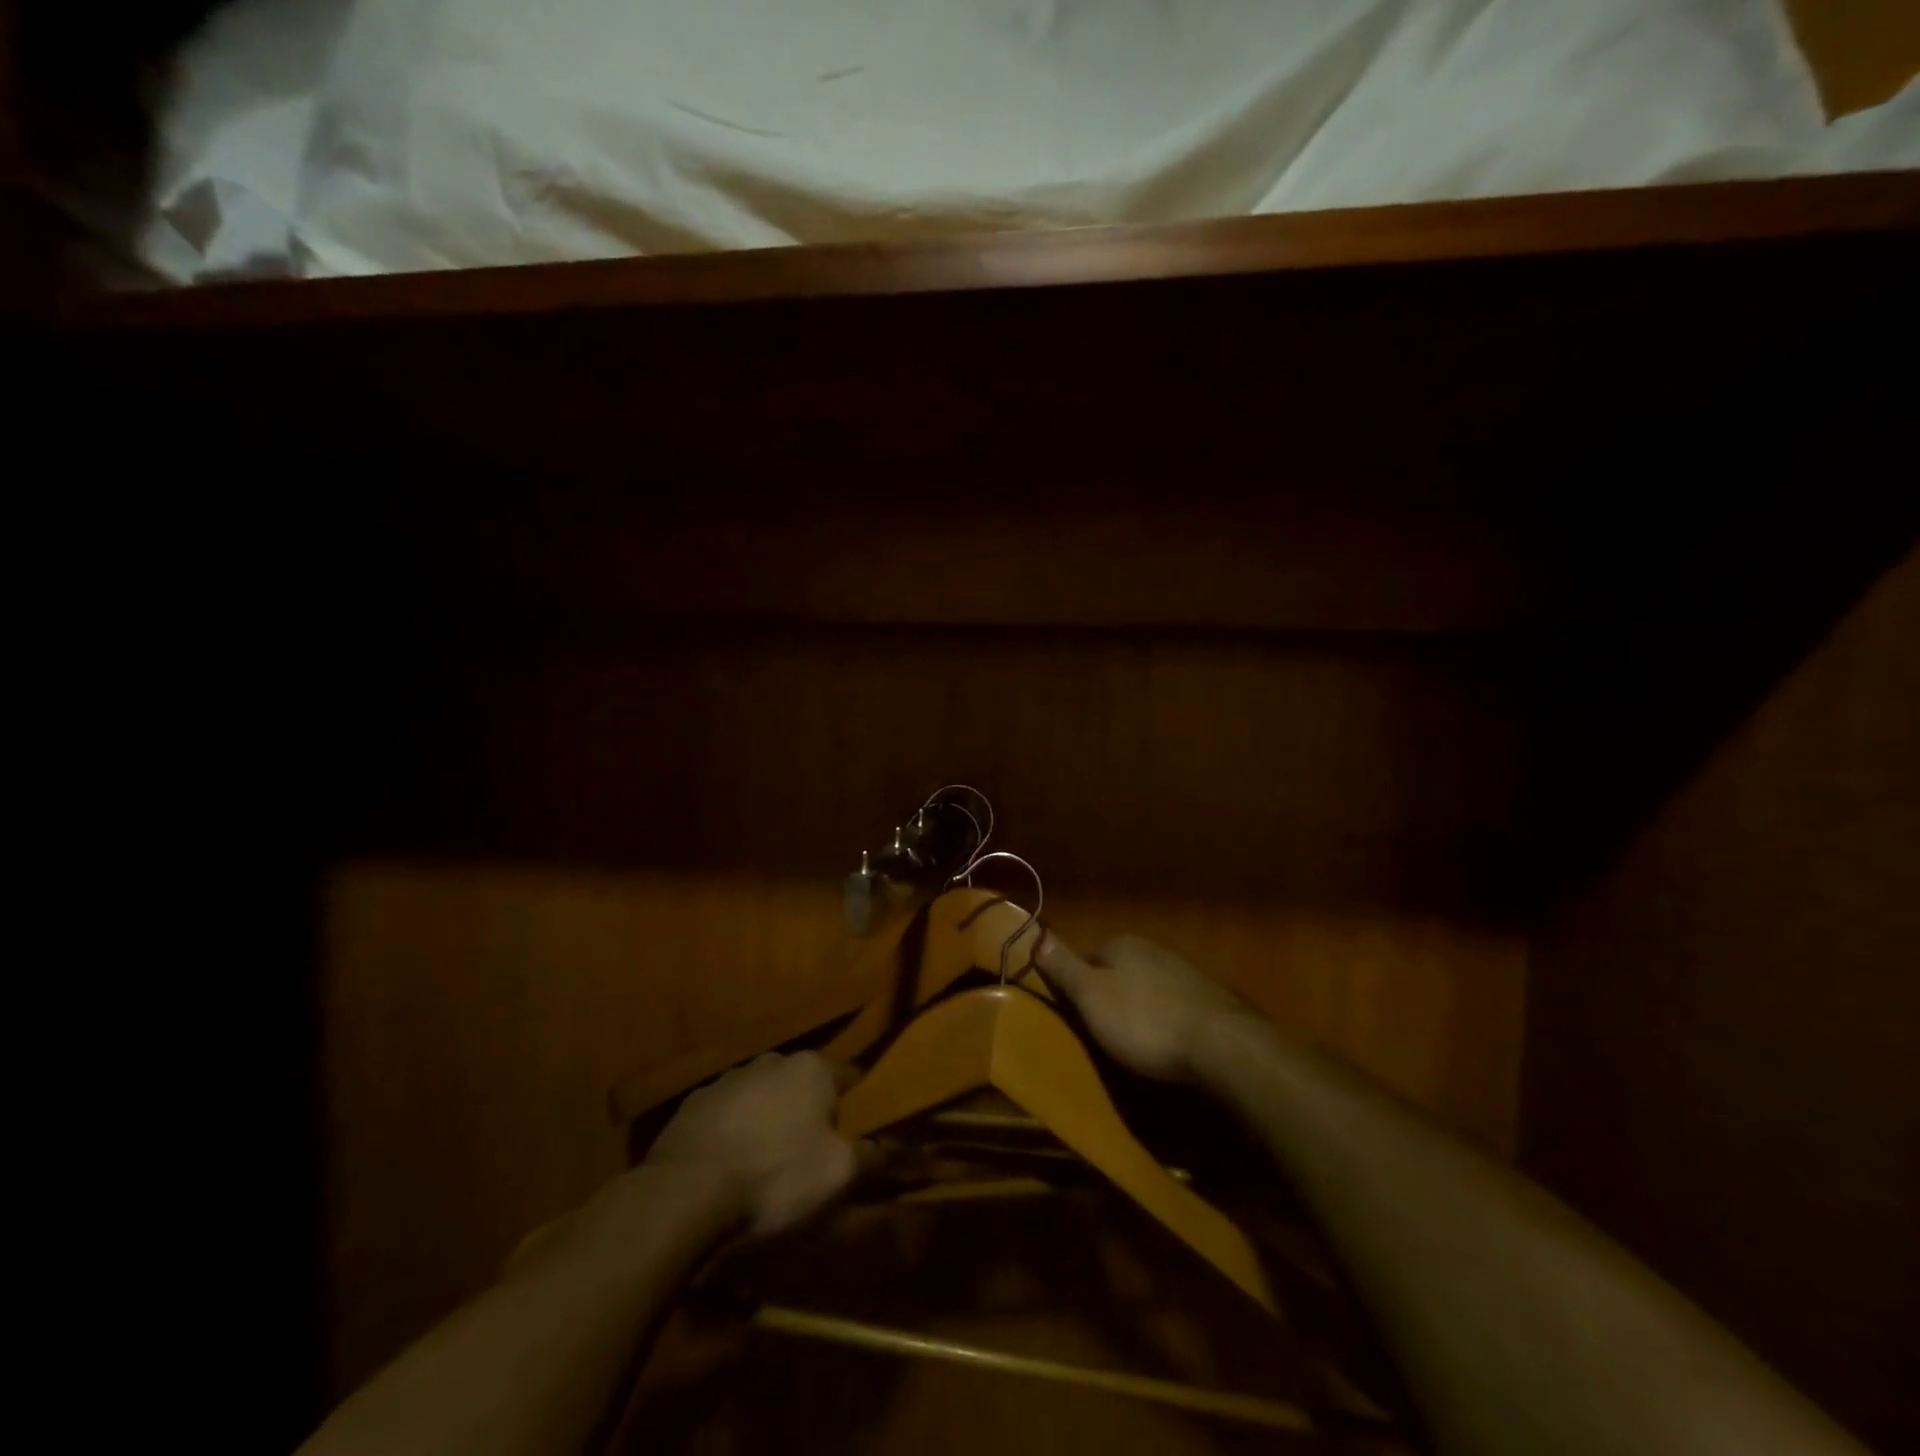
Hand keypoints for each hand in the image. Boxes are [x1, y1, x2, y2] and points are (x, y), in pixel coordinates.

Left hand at [645, 1051, 870, 1235]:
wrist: (687, 1192)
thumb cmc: (775, 1176)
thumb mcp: (838, 1175)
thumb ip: (869, 1156)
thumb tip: (886, 1148)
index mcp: (812, 1069)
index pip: (848, 1074)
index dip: (854, 1101)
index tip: (854, 1128)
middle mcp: (772, 1061)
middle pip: (802, 1083)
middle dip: (807, 1108)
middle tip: (809, 1150)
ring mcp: (729, 1078)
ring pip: (762, 1095)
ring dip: (767, 1118)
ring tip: (764, 1161)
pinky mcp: (693, 1103)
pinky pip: (725, 1114)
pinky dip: (731, 1131)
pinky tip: (727, 1165)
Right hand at [1034, 931, 1256, 1082]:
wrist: (1221, 1045)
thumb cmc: (1144, 1021)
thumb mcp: (1090, 996)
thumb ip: (1064, 966)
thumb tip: (1036, 934)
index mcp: (1121, 944)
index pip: (1087, 957)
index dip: (1078, 986)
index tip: (1076, 1016)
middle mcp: (1153, 949)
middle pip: (1118, 971)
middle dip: (1111, 997)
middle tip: (1105, 1034)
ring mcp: (1184, 971)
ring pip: (1148, 987)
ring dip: (1141, 1009)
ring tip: (1137, 1044)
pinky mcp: (1209, 998)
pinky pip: (1174, 1005)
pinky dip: (1167, 1020)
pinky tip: (1169, 1044)